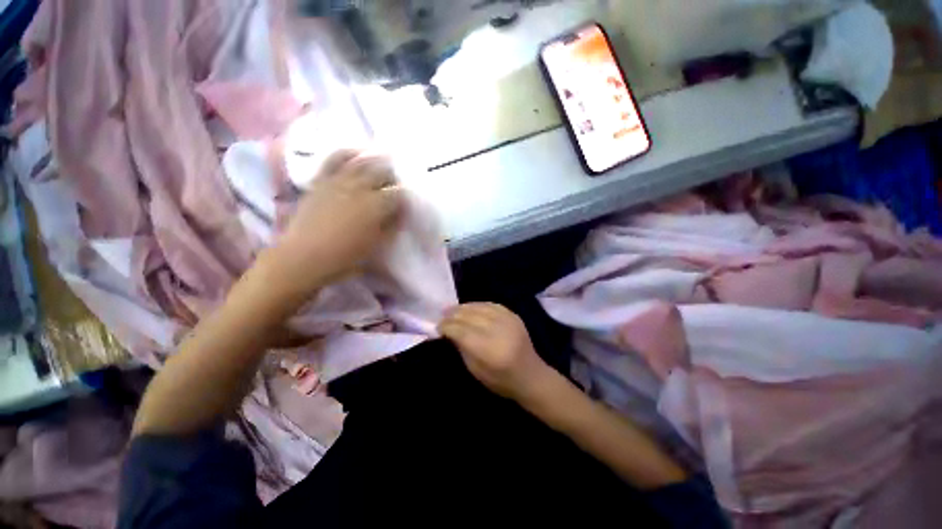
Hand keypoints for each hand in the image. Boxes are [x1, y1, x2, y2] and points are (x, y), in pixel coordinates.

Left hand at [269, 150, 403, 295]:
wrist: (305, 255)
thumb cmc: (345, 255)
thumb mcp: (376, 243)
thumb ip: (390, 226)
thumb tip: (398, 214)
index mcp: (376, 205)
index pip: (398, 194)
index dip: (404, 197)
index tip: (405, 203)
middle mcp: (360, 187)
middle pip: (383, 172)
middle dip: (393, 176)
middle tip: (396, 183)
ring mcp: (339, 180)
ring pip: (362, 162)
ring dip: (376, 161)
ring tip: (383, 162)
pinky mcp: (322, 179)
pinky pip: (335, 159)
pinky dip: (347, 153)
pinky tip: (356, 153)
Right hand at [438, 303, 551, 400]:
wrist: (531, 375)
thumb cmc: (501, 380)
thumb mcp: (475, 370)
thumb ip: (462, 348)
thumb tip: (450, 331)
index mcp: (489, 350)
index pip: (462, 331)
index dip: (447, 327)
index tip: (438, 327)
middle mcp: (498, 331)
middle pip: (470, 316)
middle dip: (453, 315)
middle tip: (442, 316)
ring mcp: (508, 320)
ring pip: (480, 307)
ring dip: (463, 307)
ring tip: (452, 309)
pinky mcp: (513, 315)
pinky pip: (491, 304)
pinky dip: (478, 305)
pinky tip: (470, 307)